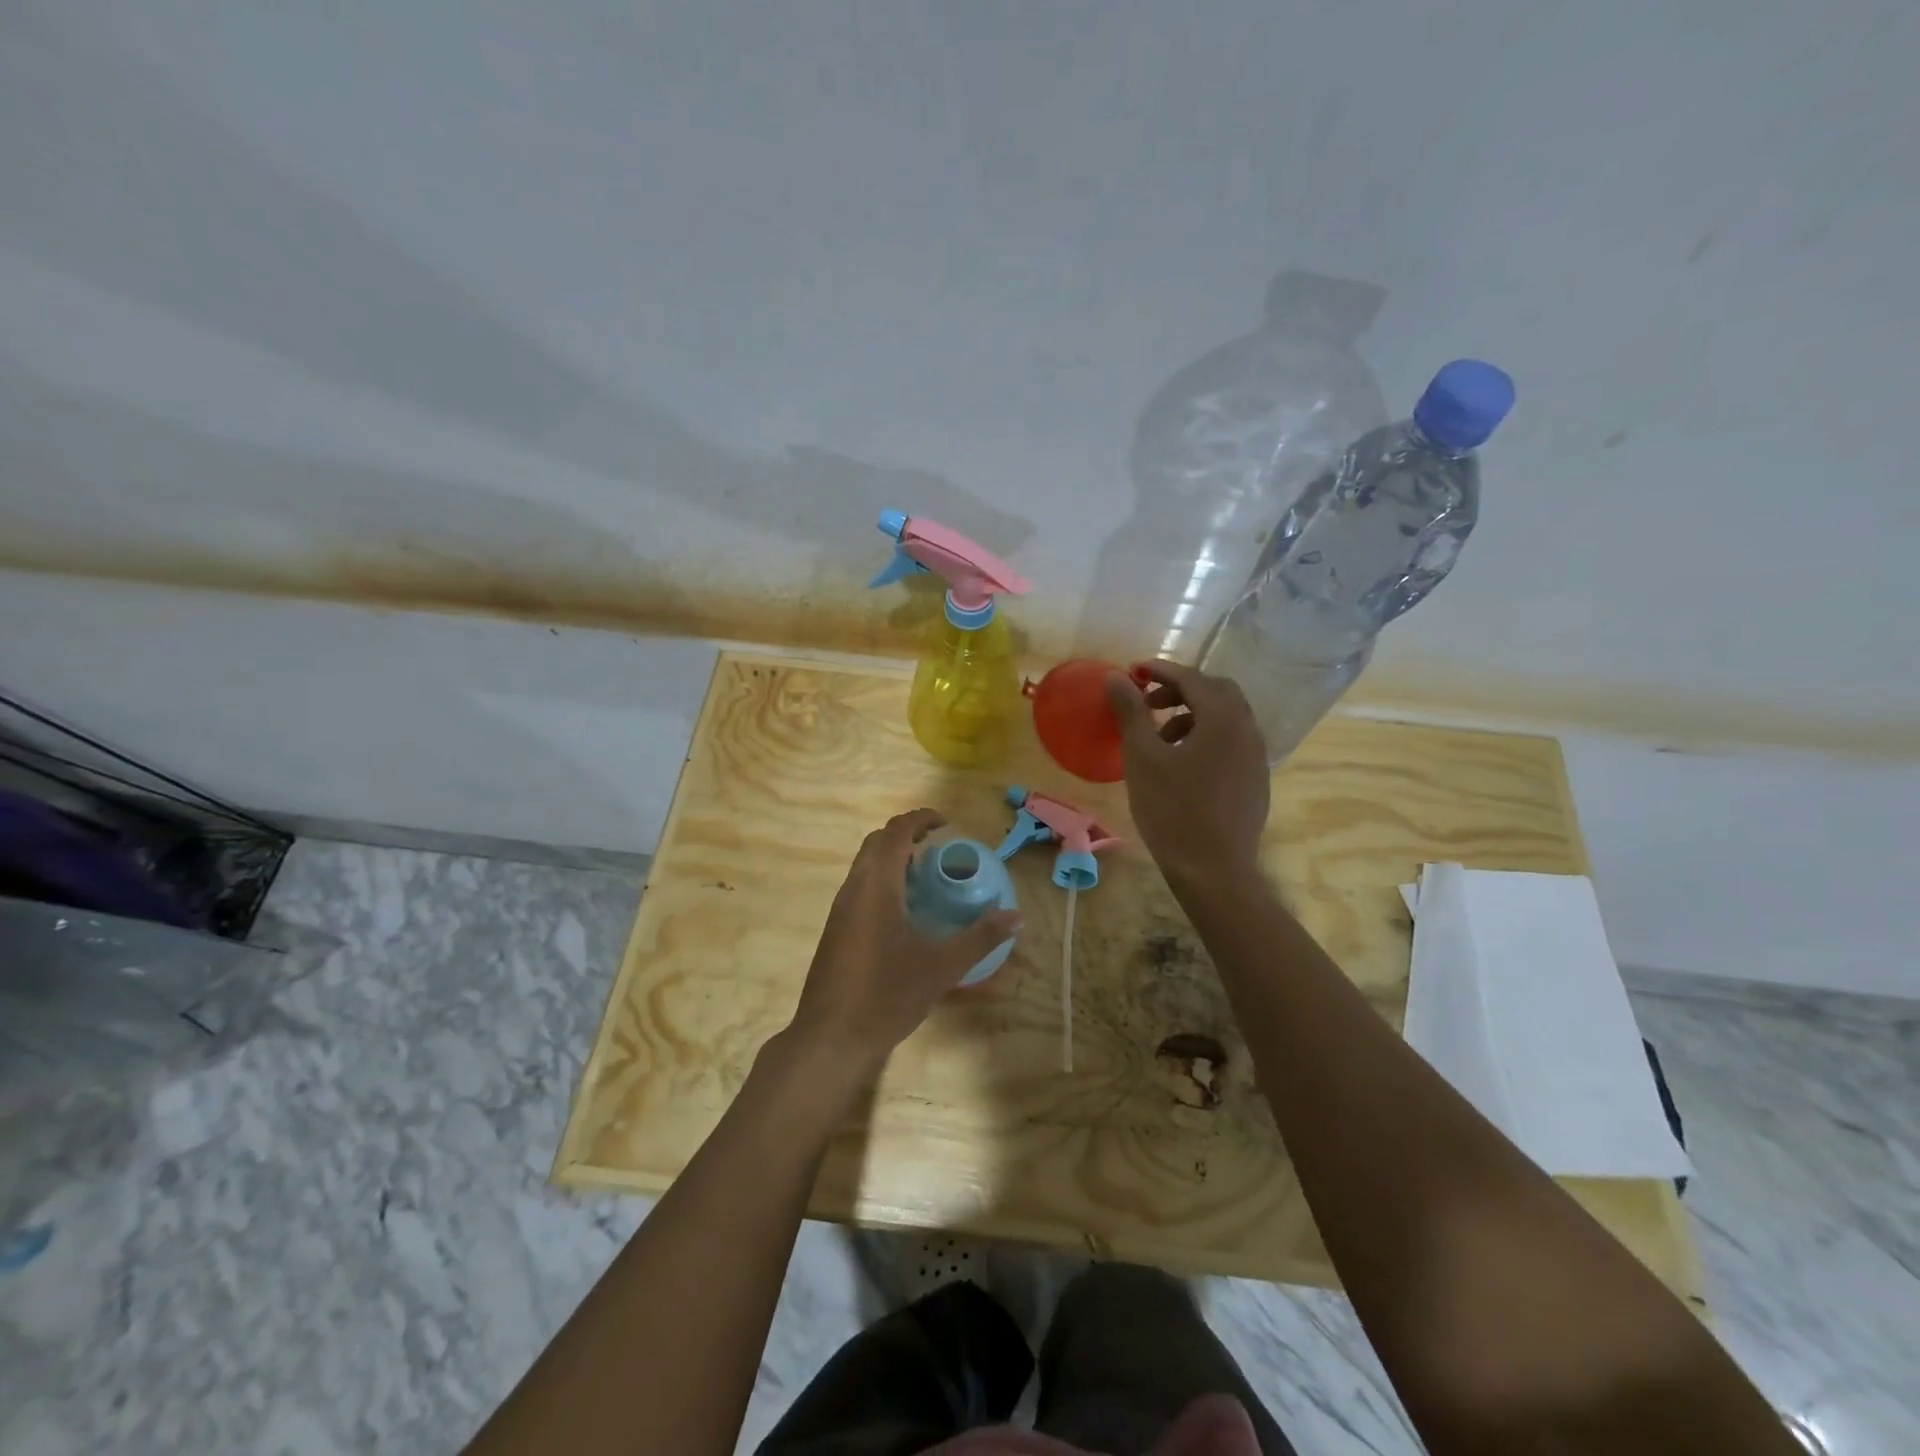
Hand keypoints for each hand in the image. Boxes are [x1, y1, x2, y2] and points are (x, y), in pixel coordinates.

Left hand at [788, 809, 1020, 1071]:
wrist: (831, 1039)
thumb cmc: (887, 995)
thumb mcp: (942, 967)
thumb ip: (980, 938)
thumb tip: (1016, 916)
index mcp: (877, 886)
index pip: (895, 832)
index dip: (920, 819)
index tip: (946, 824)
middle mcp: (854, 889)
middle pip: (877, 842)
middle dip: (906, 835)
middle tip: (939, 848)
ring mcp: (840, 910)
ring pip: (865, 865)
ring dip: (893, 859)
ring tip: (927, 877)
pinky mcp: (835, 930)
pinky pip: (860, 887)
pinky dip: (883, 881)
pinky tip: (905, 912)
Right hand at [1106, 661, 1270, 885]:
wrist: (1213, 871)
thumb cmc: (1173, 810)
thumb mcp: (1143, 758)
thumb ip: (1131, 712)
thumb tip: (1116, 677)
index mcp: (1224, 718)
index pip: (1192, 678)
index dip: (1160, 670)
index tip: (1132, 671)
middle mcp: (1248, 730)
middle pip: (1216, 692)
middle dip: (1180, 690)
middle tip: (1147, 703)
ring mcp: (1256, 757)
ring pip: (1225, 719)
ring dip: (1192, 715)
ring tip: (1159, 738)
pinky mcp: (1255, 781)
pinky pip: (1231, 743)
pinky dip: (1206, 738)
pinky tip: (1181, 765)